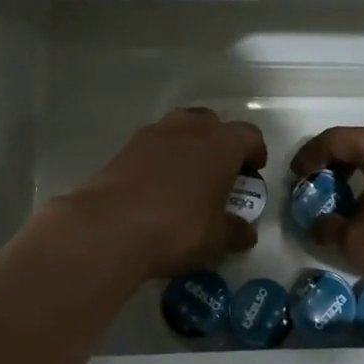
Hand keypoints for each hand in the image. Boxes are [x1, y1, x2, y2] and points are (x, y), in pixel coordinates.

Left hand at [61, 108, 265, 280]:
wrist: (109, 226)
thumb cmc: (176, 228)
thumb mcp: (215, 239)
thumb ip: (235, 232)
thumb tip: (246, 232)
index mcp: (221, 144)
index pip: (249, 136)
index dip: (255, 152)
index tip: (253, 173)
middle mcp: (190, 128)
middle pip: (213, 124)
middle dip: (220, 143)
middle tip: (220, 173)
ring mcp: (155, 133)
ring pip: (181, 128)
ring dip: (189, 145)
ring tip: (188, 176)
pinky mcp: (126, 146)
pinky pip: (154, 144)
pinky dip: (161, 157)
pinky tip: (158, 185)